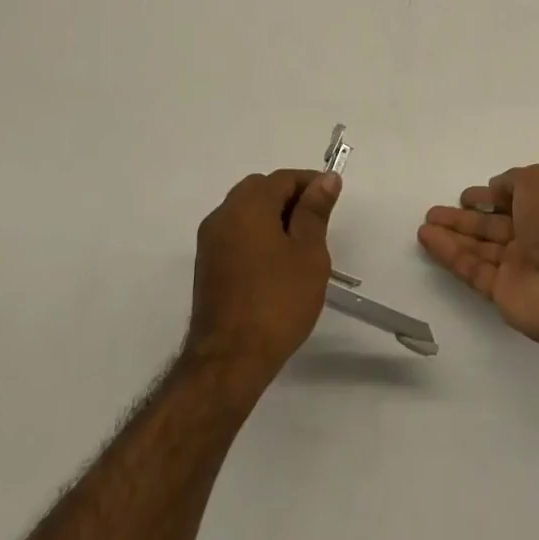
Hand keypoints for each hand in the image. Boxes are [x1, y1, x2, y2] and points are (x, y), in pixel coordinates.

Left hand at [185, 169, 342, 392]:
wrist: (230, 360)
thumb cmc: (277, 301)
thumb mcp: (309, 253)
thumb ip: (315, 211)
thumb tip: (326, 179)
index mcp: (248, 205)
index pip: (282, 178)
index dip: (310, 184)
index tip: (332, 200)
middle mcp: (223, 215)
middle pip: (260, 190)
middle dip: (289, 198)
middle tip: (316, 224)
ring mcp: (210, 241)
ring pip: (245, 212)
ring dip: (272, 217)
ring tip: (299, 247)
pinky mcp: (206, 266)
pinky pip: (235, 234)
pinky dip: (256, 236)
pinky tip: (275, 265)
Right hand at [418, 164, 538, 350]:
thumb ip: (514, 180)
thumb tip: (496, 188)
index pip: (513, 200)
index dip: (490, 197)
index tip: (466, 196)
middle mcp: (534, 236)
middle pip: (492, 226)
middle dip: (464, 218)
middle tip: (434, 212)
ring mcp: (519, 266)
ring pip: (478, 248)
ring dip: (451, 235)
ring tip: (424, 225)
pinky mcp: (503, 292)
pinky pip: (472, 269)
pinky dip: (449, 255)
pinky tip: (428, 240)